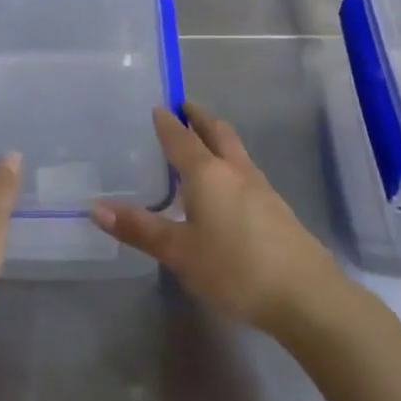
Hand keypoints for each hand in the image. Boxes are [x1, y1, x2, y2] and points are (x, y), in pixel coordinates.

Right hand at [90, 104, 343, 336]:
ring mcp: (261, 188)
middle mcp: (235, 171)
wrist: (305, 293)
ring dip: (218, 138)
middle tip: (184, 108)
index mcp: (207, 174)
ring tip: (203, 141)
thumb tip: (95, 207)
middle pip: (217, 133)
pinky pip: (246, 171)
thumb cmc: (234, 268)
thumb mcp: (179, 252)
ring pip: (236, 150)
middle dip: (199, 118)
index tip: (158, 107)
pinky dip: (230, 162)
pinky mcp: (276, 208)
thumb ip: (140, 229)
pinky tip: (226, 186)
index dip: (168, 123)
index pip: (182, 139)